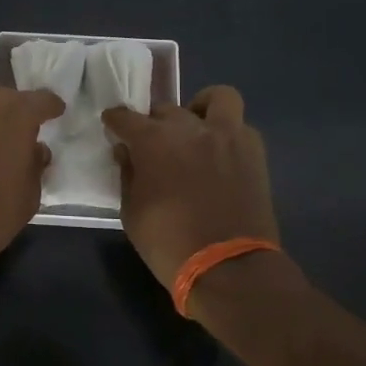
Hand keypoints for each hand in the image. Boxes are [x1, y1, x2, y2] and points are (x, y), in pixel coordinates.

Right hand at [102, 85, 278, 286]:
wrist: (228, 267)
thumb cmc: (169, 243)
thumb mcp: (132, 212)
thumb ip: (128, 175)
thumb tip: (126, 152)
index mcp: (153, 141)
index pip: (125, 117)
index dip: (115, 120)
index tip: (112, 125)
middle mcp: (189, 128)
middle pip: (166, 109)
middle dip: (154, 123)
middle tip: (153, 144)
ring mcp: (226, 135)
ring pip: (216, 98)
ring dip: (201, 108)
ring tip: (196, 129)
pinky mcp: (253, 151)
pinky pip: (240, 126)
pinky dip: (228, 132)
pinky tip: (220, 152)